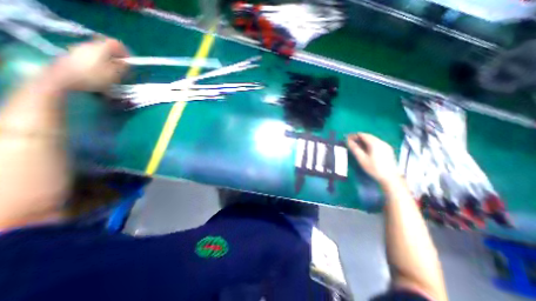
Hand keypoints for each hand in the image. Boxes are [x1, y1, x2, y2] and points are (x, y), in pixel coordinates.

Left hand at [50, 37, 129, 91]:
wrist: (62, 79)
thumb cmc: (93, 76)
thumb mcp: (115, 73)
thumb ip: (123, 66)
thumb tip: (125, 62)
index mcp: (101, 48)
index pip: (116, 44)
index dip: (125, 52)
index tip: (129, 63)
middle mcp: (90, 45)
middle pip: (107, 49)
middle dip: (116, 59)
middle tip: (121, 70)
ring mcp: (79, 50)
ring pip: (100, 54)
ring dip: (108, 62)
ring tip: (111, 75)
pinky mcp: (73, 57)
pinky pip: (92, 58)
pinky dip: (99, 65)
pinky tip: (99, 75)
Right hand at [345, 133, 399, 184]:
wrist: (390, 177)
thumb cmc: (374, 168)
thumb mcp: (361, 159)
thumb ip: (354, 149)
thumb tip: (348, 141)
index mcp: (374, 143)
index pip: (362, 135)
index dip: (354, 135)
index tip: (347, 138)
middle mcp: (381, 141)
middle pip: (368, 136)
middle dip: (359, 137)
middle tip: (351, 142)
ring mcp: (385, 145)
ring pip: (372, 139)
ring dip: (364, 140)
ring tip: (357, 145)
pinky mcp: (388, 149)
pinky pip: (377, 142)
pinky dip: (369, 143)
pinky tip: (366, 149)